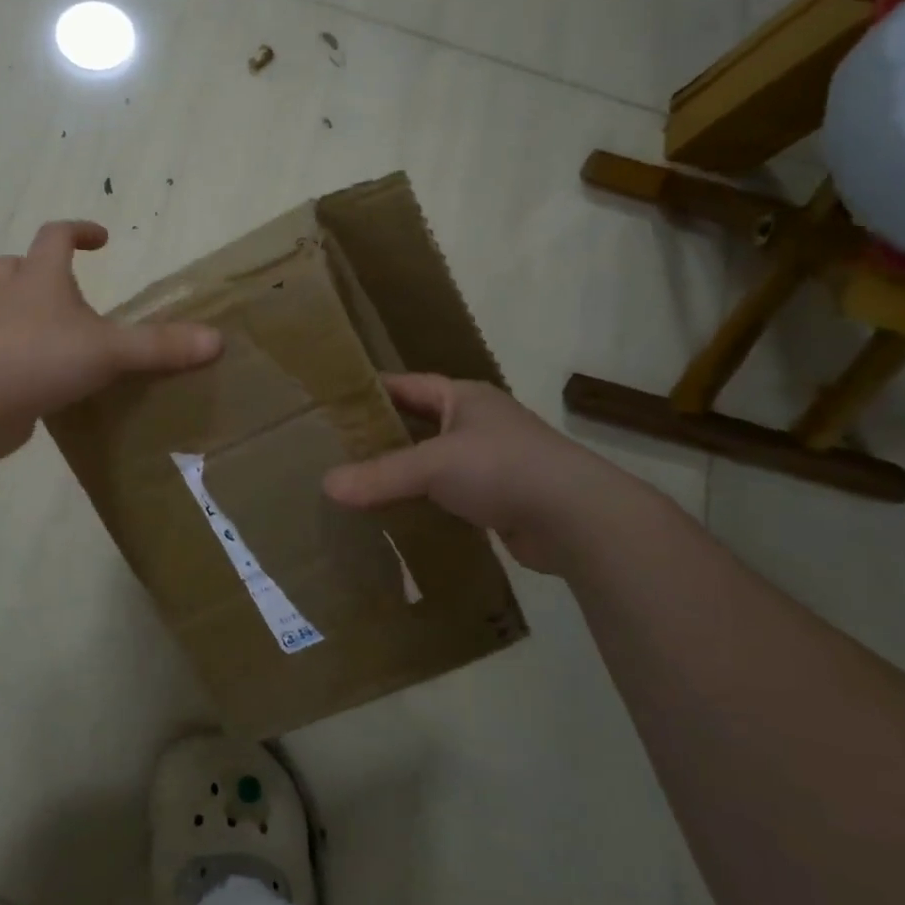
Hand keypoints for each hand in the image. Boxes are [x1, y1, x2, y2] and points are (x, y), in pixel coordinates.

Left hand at [0, 221, 221, 455]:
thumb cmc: (44, 358)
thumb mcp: (111, 350)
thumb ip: (161, 346)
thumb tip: (216, 340)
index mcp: (40, 279)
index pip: (55, 235)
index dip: (78, 231)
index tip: (102, 239)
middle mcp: (10, 298)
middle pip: (10, 266)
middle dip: (33, 267)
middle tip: (63, 284)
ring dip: (23, 310)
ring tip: (55, 330)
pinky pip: (0, 350)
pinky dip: (20, 353)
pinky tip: (45, 374)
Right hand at [322, 373, 665, 574]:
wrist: (578, 519)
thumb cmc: (503, 468)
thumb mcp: (434, 464)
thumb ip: (380, 475)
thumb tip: (326, 486)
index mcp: (463, 397)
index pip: (406, 385)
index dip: (370, 391)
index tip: (332, 403)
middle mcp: (476, 422)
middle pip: (417, 424)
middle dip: (381, 436)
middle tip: (335, 449)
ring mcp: (490, 461)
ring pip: (433, 463)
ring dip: (402, 474)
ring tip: (357, 485)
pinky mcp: (499, 498)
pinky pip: (448, 495)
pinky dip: (424, 503)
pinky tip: (396, 516)